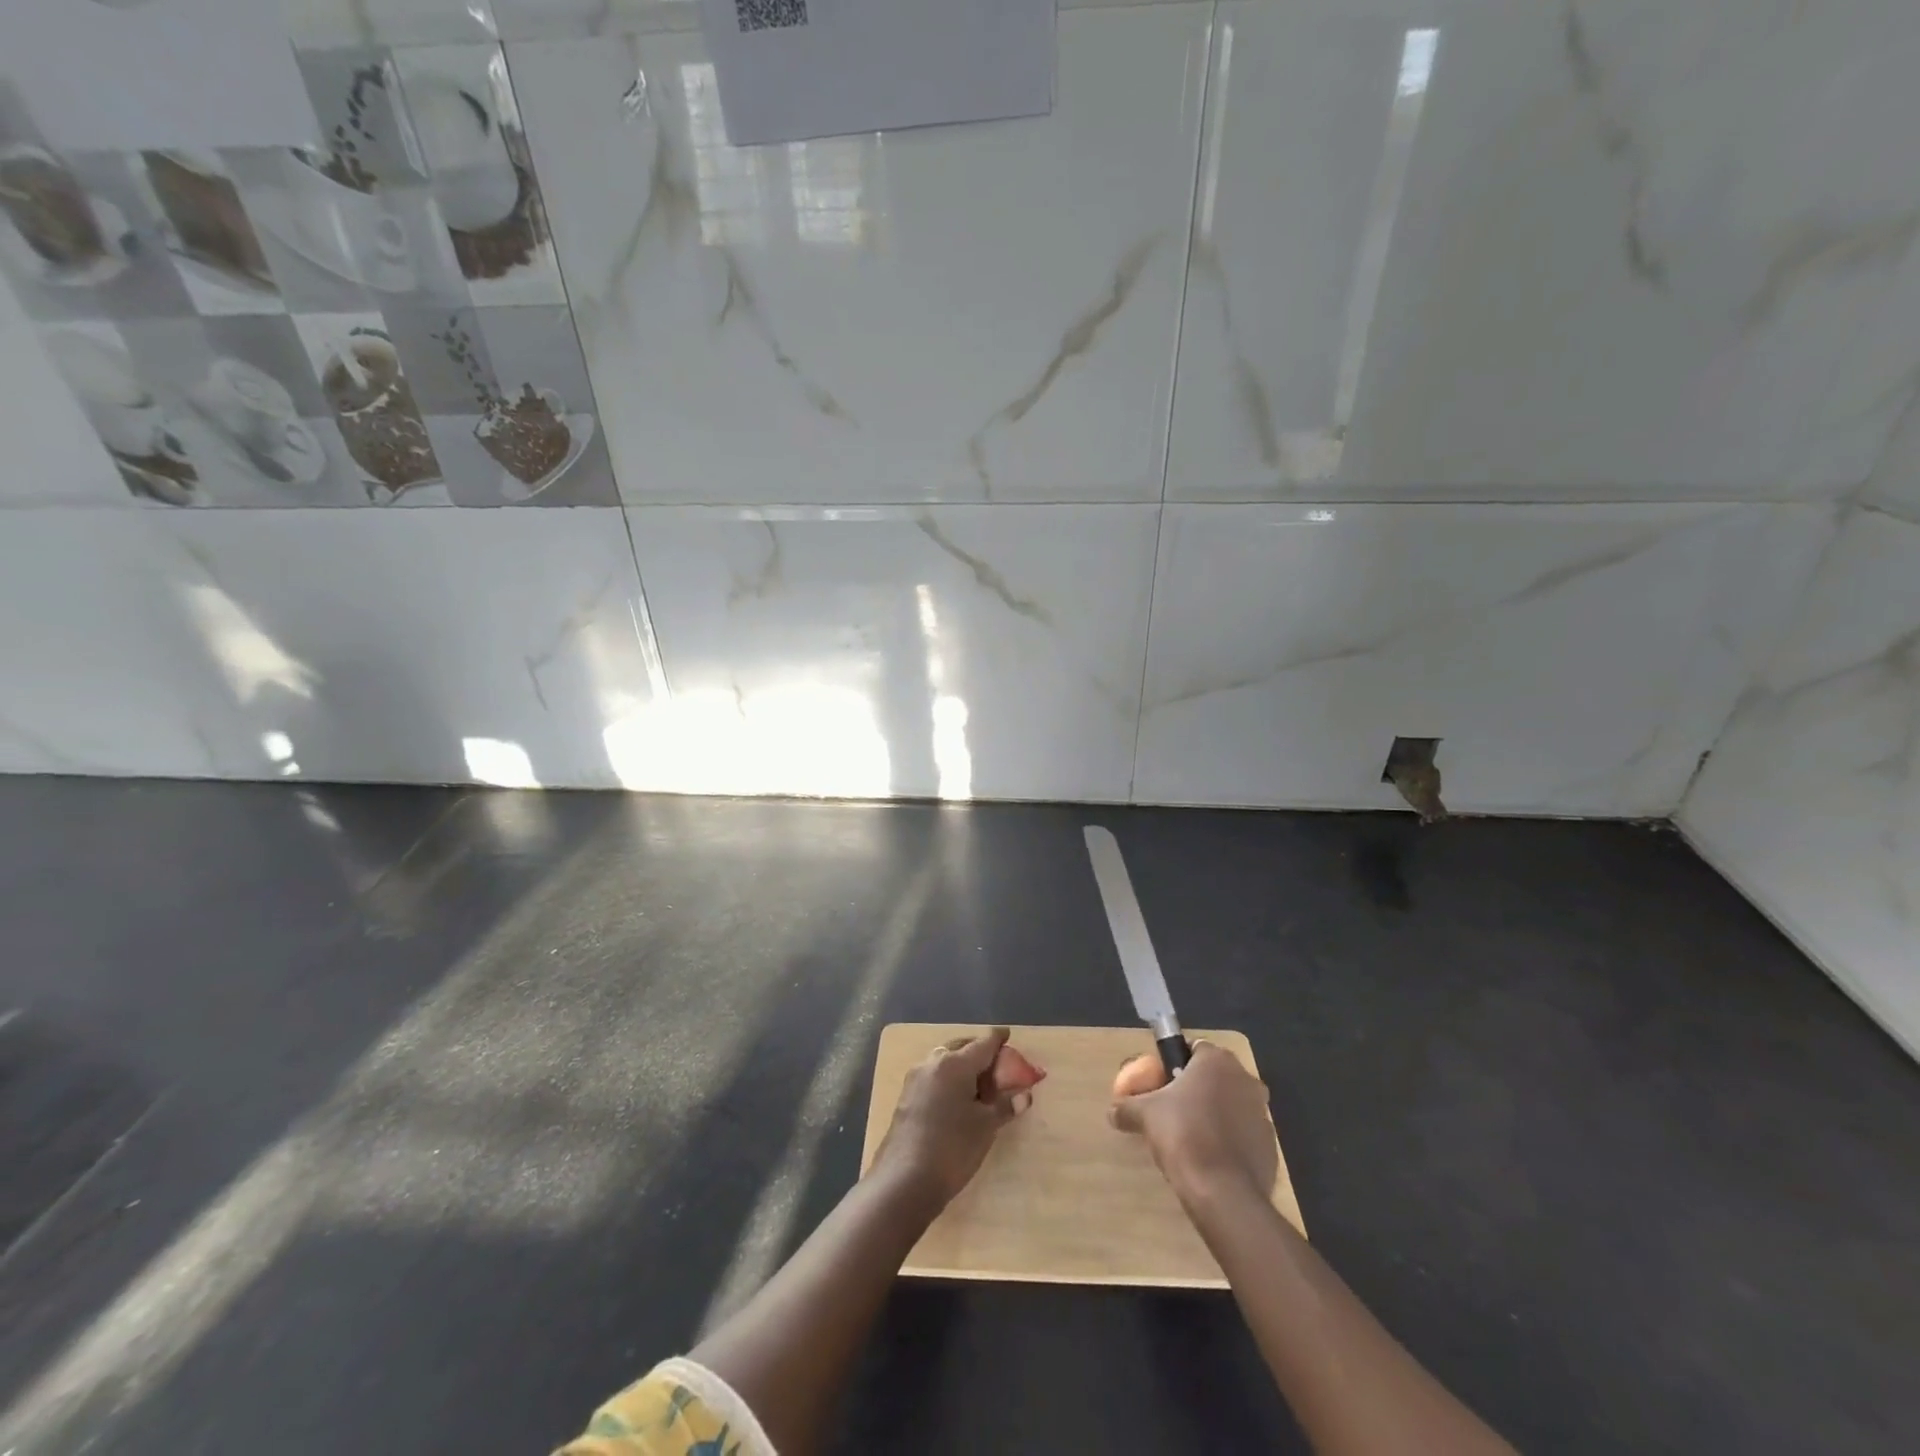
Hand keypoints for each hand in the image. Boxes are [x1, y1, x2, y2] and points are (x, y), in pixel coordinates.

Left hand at [872, 1027, 1030, 1208]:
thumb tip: (1025, 1095)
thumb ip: (1005, 1106)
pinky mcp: (906, 1096)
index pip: (983, 1043)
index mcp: (955, 1064)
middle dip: (979, 1050)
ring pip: (944, 1060)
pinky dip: (949, 1078)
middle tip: (996, 1063)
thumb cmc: (952, 1148)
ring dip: (962, 1065)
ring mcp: (916, 1078)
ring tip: (979, 1084)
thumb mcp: (986, 1127)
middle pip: (961, 1046)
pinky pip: (933, 1076)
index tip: (1007, 1034)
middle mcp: (933, 1062)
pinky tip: (957, 1098)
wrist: (904, 1181)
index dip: (998, 1039)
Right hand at [1109, 1042, 1278, 1206]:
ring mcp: (1262, 1113)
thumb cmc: (1182, 1135)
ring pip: (1231, 1105)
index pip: (1194, 1049)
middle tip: (1171, 1110)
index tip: (1161, 1084)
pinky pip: (1243, 1134)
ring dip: (1214, 1114)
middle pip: (1214, 1076)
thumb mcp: (1144, 1115)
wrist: (1222, 1192)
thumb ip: (1127, 1107)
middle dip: (1196, 1089)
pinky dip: (1228, 1140)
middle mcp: (1245, 1079)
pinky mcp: (1270, 1145)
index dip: (1175, 1064)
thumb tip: (1112, 1111)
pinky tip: (1209, 1159)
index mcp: (1216, 1061)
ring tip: (1189, 1137)